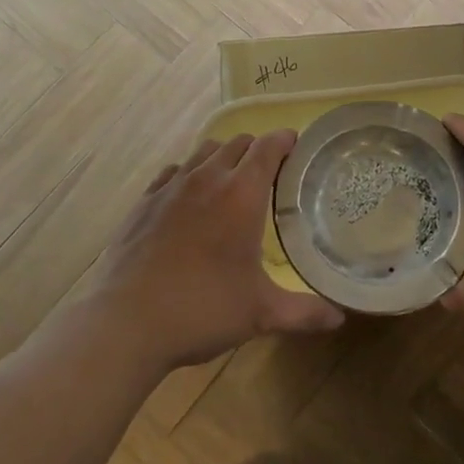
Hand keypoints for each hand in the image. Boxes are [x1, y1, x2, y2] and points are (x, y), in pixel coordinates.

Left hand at [90, 131, 344, 371]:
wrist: (124, 322)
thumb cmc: (201, 310)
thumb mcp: (260, 314)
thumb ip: (304, 312)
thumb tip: (339, 317)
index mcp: (241, 194)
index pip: (269, 147)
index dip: (286, 140)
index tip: (297, 146)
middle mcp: (207, 178)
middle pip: (238, 143)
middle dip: (257, 150)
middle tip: (270, 175)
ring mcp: (171, 186)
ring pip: (204, 151)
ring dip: (223, 157)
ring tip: (230, 183)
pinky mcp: (144, 200)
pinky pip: (173, 171)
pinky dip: (189, 174)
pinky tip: (189, 200)